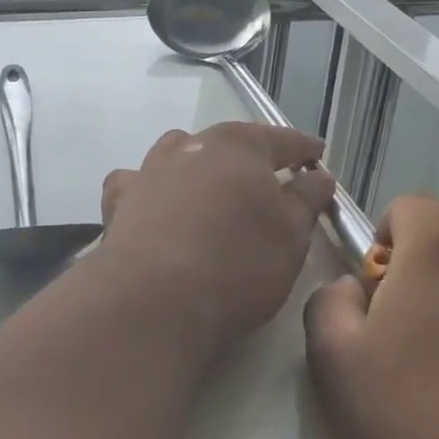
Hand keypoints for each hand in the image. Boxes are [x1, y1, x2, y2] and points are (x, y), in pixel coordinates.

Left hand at [98, 123, 335, 348]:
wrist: (153, 299)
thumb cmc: (237, 264)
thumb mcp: (291, 236)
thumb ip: (306, 199)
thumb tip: (318, 176)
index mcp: (240, 147)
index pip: (282, 139)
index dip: (304, 149)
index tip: (318, 156)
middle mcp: (192, 146)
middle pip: (229, 142)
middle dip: (251, 157)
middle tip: (269, 178)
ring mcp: (150, 170)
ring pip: (180, 153)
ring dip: (199, 165)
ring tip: (212, 188)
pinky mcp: (119, 201)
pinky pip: (138, 183)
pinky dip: (151, 189)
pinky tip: (156, 207)